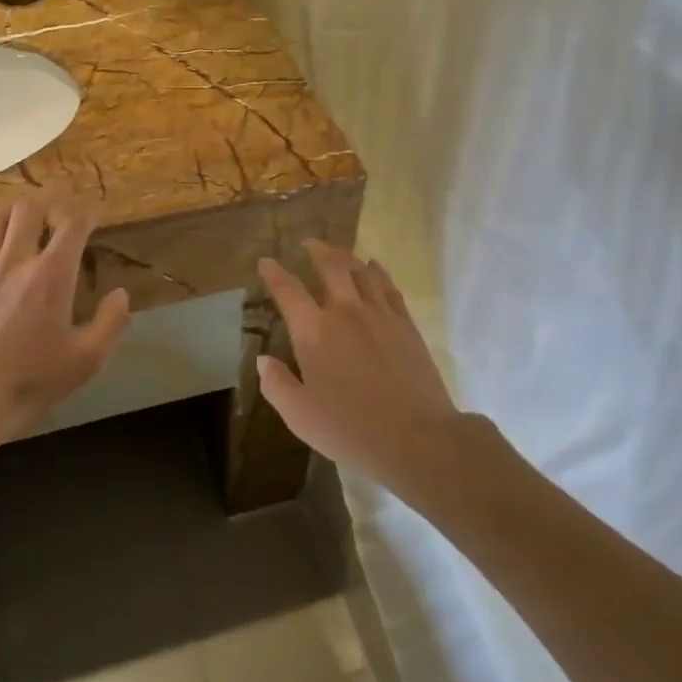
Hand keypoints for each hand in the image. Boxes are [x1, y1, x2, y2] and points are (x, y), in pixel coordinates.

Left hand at [0, 198, 129, 440]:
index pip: (73, 225)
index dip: (86, 212)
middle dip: (46, 200)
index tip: (93, 212)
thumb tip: (121, 295)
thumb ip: (110, 323)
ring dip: (10, 212)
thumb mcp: (86, 360)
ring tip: (19, 216)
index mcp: (51, 275)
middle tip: (56, 203)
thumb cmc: (32, 379)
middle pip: (28, 209)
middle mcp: (15, 260)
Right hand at [256, 240, 460, 489]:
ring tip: (339, 252)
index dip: (274, 274)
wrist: (417, 438)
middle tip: (310, 243)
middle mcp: (345, 311)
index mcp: (314, 332)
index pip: (288, 291)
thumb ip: (277, 384)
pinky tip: (374, 268)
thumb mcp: (300, 416)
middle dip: (317, 251)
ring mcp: (379, 314)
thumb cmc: (351, 430)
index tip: (266, 262)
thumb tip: (264, 360)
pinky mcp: (405, 323)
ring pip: (361, 271)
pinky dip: (377, 271)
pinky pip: (388, 286)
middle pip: (331, 267)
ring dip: (346, 257)